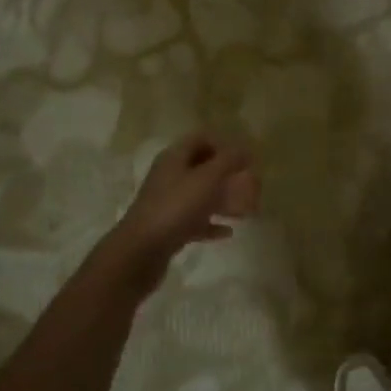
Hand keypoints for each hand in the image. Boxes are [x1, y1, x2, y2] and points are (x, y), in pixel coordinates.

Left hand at [107, 132, 258, 272]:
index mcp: (175, 158)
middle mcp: (170, 176)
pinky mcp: (169, 227)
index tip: (245, 158)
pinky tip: (229, 232)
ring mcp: (168, 203)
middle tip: (249, 184)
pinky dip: (212, 223)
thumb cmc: (176, 207)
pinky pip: (195, 221)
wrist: (141, 251)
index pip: (201, 139)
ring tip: (247, 210)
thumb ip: (229, 161)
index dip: (224, 144)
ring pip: (200, 195)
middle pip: (202, 168)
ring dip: (223, 200)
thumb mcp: (207, 178)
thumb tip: (246, 149)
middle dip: (227, 175)